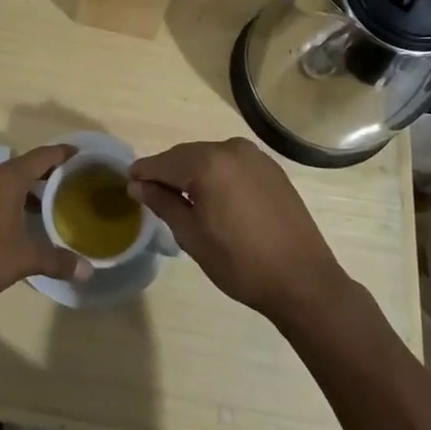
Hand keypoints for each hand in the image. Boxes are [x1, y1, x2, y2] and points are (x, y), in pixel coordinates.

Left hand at [0, 144, 90, 307]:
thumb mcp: (24, 258)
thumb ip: (56, 261)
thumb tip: (87, 271)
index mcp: (8, 178)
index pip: (42, 155)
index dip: (64, 153)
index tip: (83, 155)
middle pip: (26, 165)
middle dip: (49, 172)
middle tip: (73, 182)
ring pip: (10, 180)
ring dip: (30, 188)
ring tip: (53, 203)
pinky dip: (14, 198)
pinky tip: (23, 221)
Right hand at [129, 138, 350, 323]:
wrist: (303, 280)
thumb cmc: (240, 263)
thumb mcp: (192, 236)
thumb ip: (163, 203)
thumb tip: (138, 185)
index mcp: (207, 164)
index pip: (163, 162)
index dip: (143, 172)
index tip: (128, 183)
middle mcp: (230, 149)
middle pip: (186, 155)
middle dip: (168, 172)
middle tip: (151, 193)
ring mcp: (254, 156)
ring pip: (209, 157)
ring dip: (192, 172)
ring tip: (183, 198)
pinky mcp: (271, 168)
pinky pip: (232, 164)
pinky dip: (217, 174)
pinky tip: (215, 197)